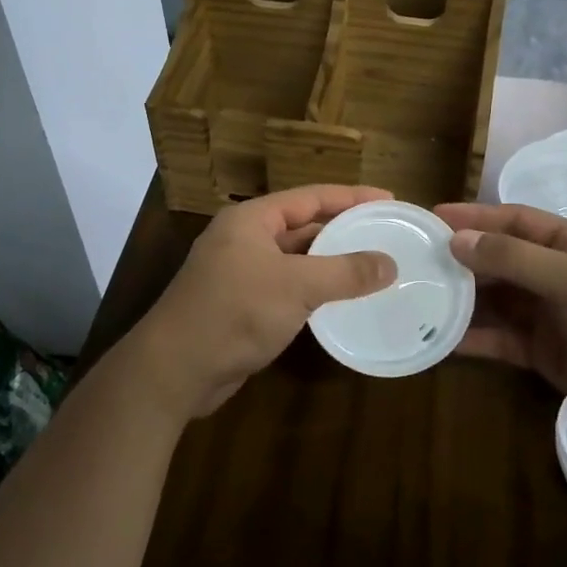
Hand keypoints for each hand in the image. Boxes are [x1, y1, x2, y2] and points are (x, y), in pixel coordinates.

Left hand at [122, 185, 398, 422]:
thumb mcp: (296, 286)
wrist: (176, 370)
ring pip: (296, 260)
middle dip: (343, 230)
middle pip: (303, 226)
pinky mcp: (242, 306)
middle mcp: (244, 239)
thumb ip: (345, 272)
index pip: (310, 197)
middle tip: (387, 234)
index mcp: (251, 220)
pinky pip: (287, 288)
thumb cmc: (235, 312)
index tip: (388, 200)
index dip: (351, 196)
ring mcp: (241, 273)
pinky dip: (314, 290)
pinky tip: (341, 300)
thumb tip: (390, 264)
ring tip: (374, 266)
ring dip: (331, 262)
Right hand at [435, 202, 566, 445]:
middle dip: (460, 259)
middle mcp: (555, 274)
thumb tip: (458, 241)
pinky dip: (473, 338)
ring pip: (495, 300)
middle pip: (498, 260)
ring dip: (461, 299)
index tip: (431, 217)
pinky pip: (500, 338)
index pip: (513, 220)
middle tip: (412, 260)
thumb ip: (515, 259)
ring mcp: (548, 315)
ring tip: (417, 297)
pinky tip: (441, 339)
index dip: (473, 217)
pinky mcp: (543, 353)